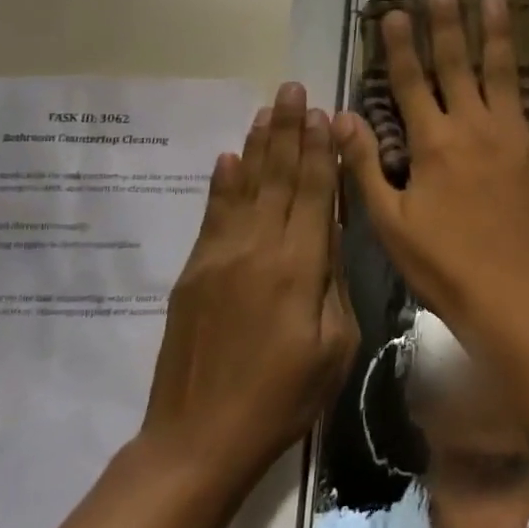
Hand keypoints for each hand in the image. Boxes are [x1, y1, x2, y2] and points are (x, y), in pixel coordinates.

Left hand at [142, 83, 358, 474]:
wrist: (198, 439)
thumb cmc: (283, 399)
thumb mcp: (334, 346)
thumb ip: (334, 282)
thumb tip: (331, 234)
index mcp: (298, 266)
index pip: (315, 192)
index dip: (321, 150)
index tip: (326, 112)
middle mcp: (258, 248)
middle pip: (278, 177)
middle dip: (289, 130)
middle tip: (294, 88)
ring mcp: (219, 256)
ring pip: (244, 186)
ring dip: (258, 145)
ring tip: (268, 109)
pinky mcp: (194, 272)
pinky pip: (213, 214)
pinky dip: (222, 183)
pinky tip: (228, 158)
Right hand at [335, 0, 528, 337]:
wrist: (512, 296)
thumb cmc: (444, 265)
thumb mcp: (391, 223)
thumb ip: (364, 167)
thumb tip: (341, 118)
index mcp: (432, 143)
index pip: (409, 83)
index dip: (399, 46)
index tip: (393, 13)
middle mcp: (474, 127)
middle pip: (457, 66)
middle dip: (447, 25)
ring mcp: (517, 137)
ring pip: (506, 74)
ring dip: (499, 35)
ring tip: (496, 0)